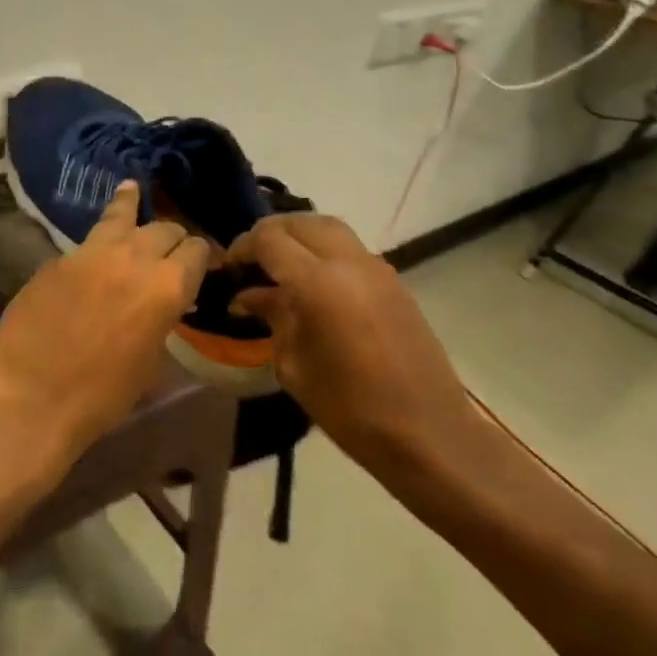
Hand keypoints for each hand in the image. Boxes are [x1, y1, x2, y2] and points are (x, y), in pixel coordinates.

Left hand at [0, 182, 209, 471]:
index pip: (196, 250)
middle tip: (169, 250)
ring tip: (131, 188)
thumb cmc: (102, 396)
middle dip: (171, 238)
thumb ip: (161, 319)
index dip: (201, 255)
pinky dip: (98, 241)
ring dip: (131, 207)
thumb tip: (161, 304)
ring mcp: (91, 252)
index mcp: (167, 286)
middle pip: (164, 228)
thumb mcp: (150, 361)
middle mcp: (135, 257)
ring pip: (121, 215)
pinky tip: (94, 244)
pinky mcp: (58, 258)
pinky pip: (87, 243)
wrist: (31, 399)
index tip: (199, 262)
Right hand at [228, 214, 470, 460]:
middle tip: (252, 259)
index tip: (229, 266)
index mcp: (317, 283)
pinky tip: (314, 284)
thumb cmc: (349, 408)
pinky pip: (351, 250)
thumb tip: (251, 296)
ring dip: (301, 237)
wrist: (427, 432)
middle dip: (272, 233)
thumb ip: (273, 318)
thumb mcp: (294, 366)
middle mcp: (348, 262)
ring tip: (281, 265)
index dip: (243, 246)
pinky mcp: (395, 283)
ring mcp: (377, 269)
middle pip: (301, 223)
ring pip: (330, 229)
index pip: (270, 239)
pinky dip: (325, 252)